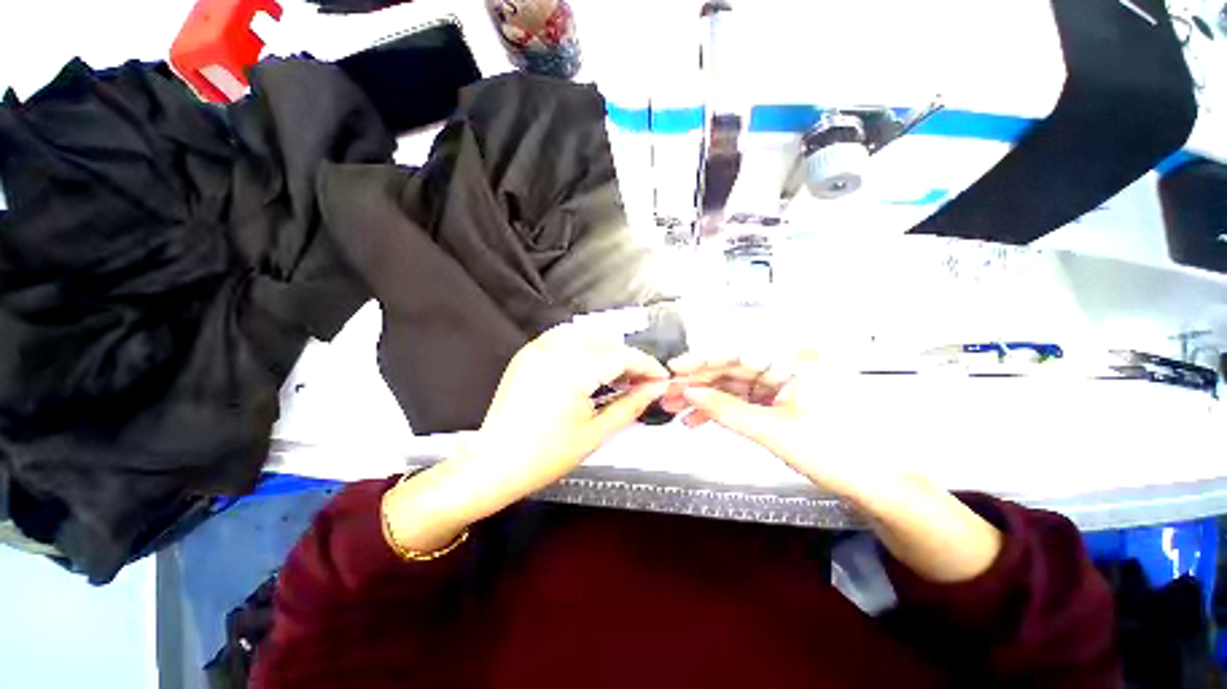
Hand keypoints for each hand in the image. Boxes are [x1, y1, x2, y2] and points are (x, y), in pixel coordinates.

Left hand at [384, 323, 669, 551]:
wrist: (495, 463)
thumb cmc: (546, 456)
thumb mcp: (596, 432)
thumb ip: (631, 405)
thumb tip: (656, 388)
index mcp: (573, 371)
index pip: (622, 356)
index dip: (646, 365)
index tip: (661, 378)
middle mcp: (555, 350)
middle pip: (607, 341)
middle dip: (629, 359)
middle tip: (640, 381)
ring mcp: (538, 348)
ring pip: (587, 334)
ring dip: (608, 350)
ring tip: (617, 374)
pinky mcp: (528, 353)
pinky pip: (563, 336)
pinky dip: (583, 345)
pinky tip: (589, 364)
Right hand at [661, 351, 889, 501]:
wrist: (879, 488)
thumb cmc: (836, 455)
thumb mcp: (773, 431)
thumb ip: (726, 409)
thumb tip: (687, 391)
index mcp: (794, 361)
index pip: (738, 352)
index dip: (702, 360)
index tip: (673, 369)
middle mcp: (787, 366)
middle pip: (732, 368)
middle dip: (698, 382)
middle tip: (667, 395)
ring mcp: (783, 385)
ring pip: (734, 385)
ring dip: (705, 398)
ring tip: (675, 411)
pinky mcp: (780, 403)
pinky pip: (744, 400)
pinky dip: (722, 410)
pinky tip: (698, 420)